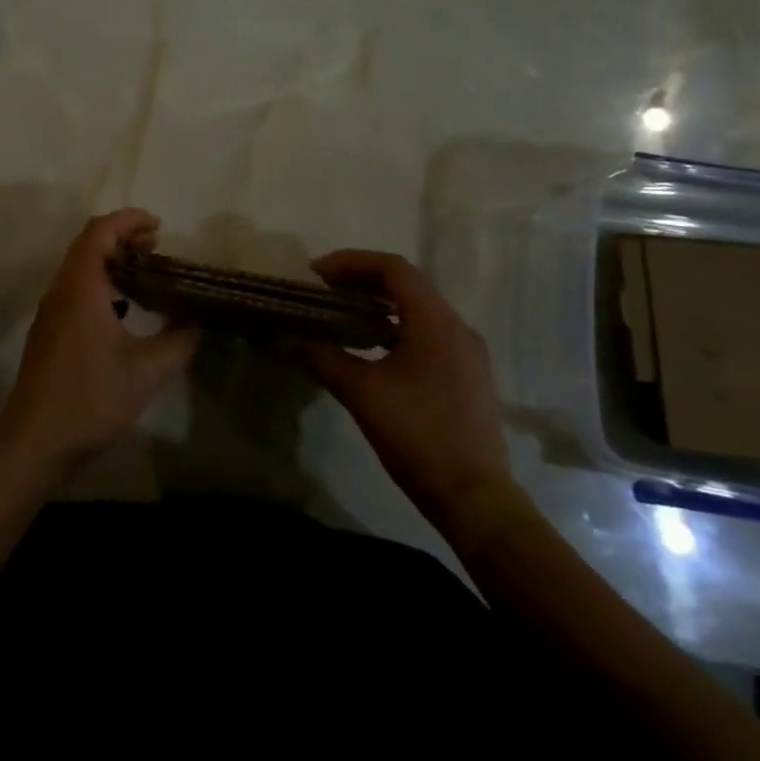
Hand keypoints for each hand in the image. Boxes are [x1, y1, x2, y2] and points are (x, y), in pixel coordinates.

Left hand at [0, 209, 197, 475]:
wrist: (34, 442)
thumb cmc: (90, 400)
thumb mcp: (146, 373)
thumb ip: (178, 341)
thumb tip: (196, 321)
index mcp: (81, 288)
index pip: (100, 231)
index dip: (129, 220)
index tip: (159, 226)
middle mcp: (61, 290)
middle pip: (87, 243)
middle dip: (122, 235)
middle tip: (157, 246)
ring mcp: (51, 311)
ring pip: (79, 266)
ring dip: (110, 259)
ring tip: (145, 272)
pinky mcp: (48, 331)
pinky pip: (74, 288)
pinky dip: (100, 282)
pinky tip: (123, 308)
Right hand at [297, 250, 517, 534]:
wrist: (475, 499)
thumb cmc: (417, 435)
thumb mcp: (361, 393)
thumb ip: (321, 357)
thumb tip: (284, 337)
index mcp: (435, 322)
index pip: (393, 269)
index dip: (351, 262)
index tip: (316, 273)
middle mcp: (458, 327)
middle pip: (408, 283)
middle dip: (363, 278)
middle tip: (324, 288)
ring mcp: (468, 352)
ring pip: (421, 307)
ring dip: (381, 302)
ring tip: (343, 311)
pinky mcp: (469, 374)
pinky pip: (430, 331)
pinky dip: (398, 324)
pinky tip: (374, 345)